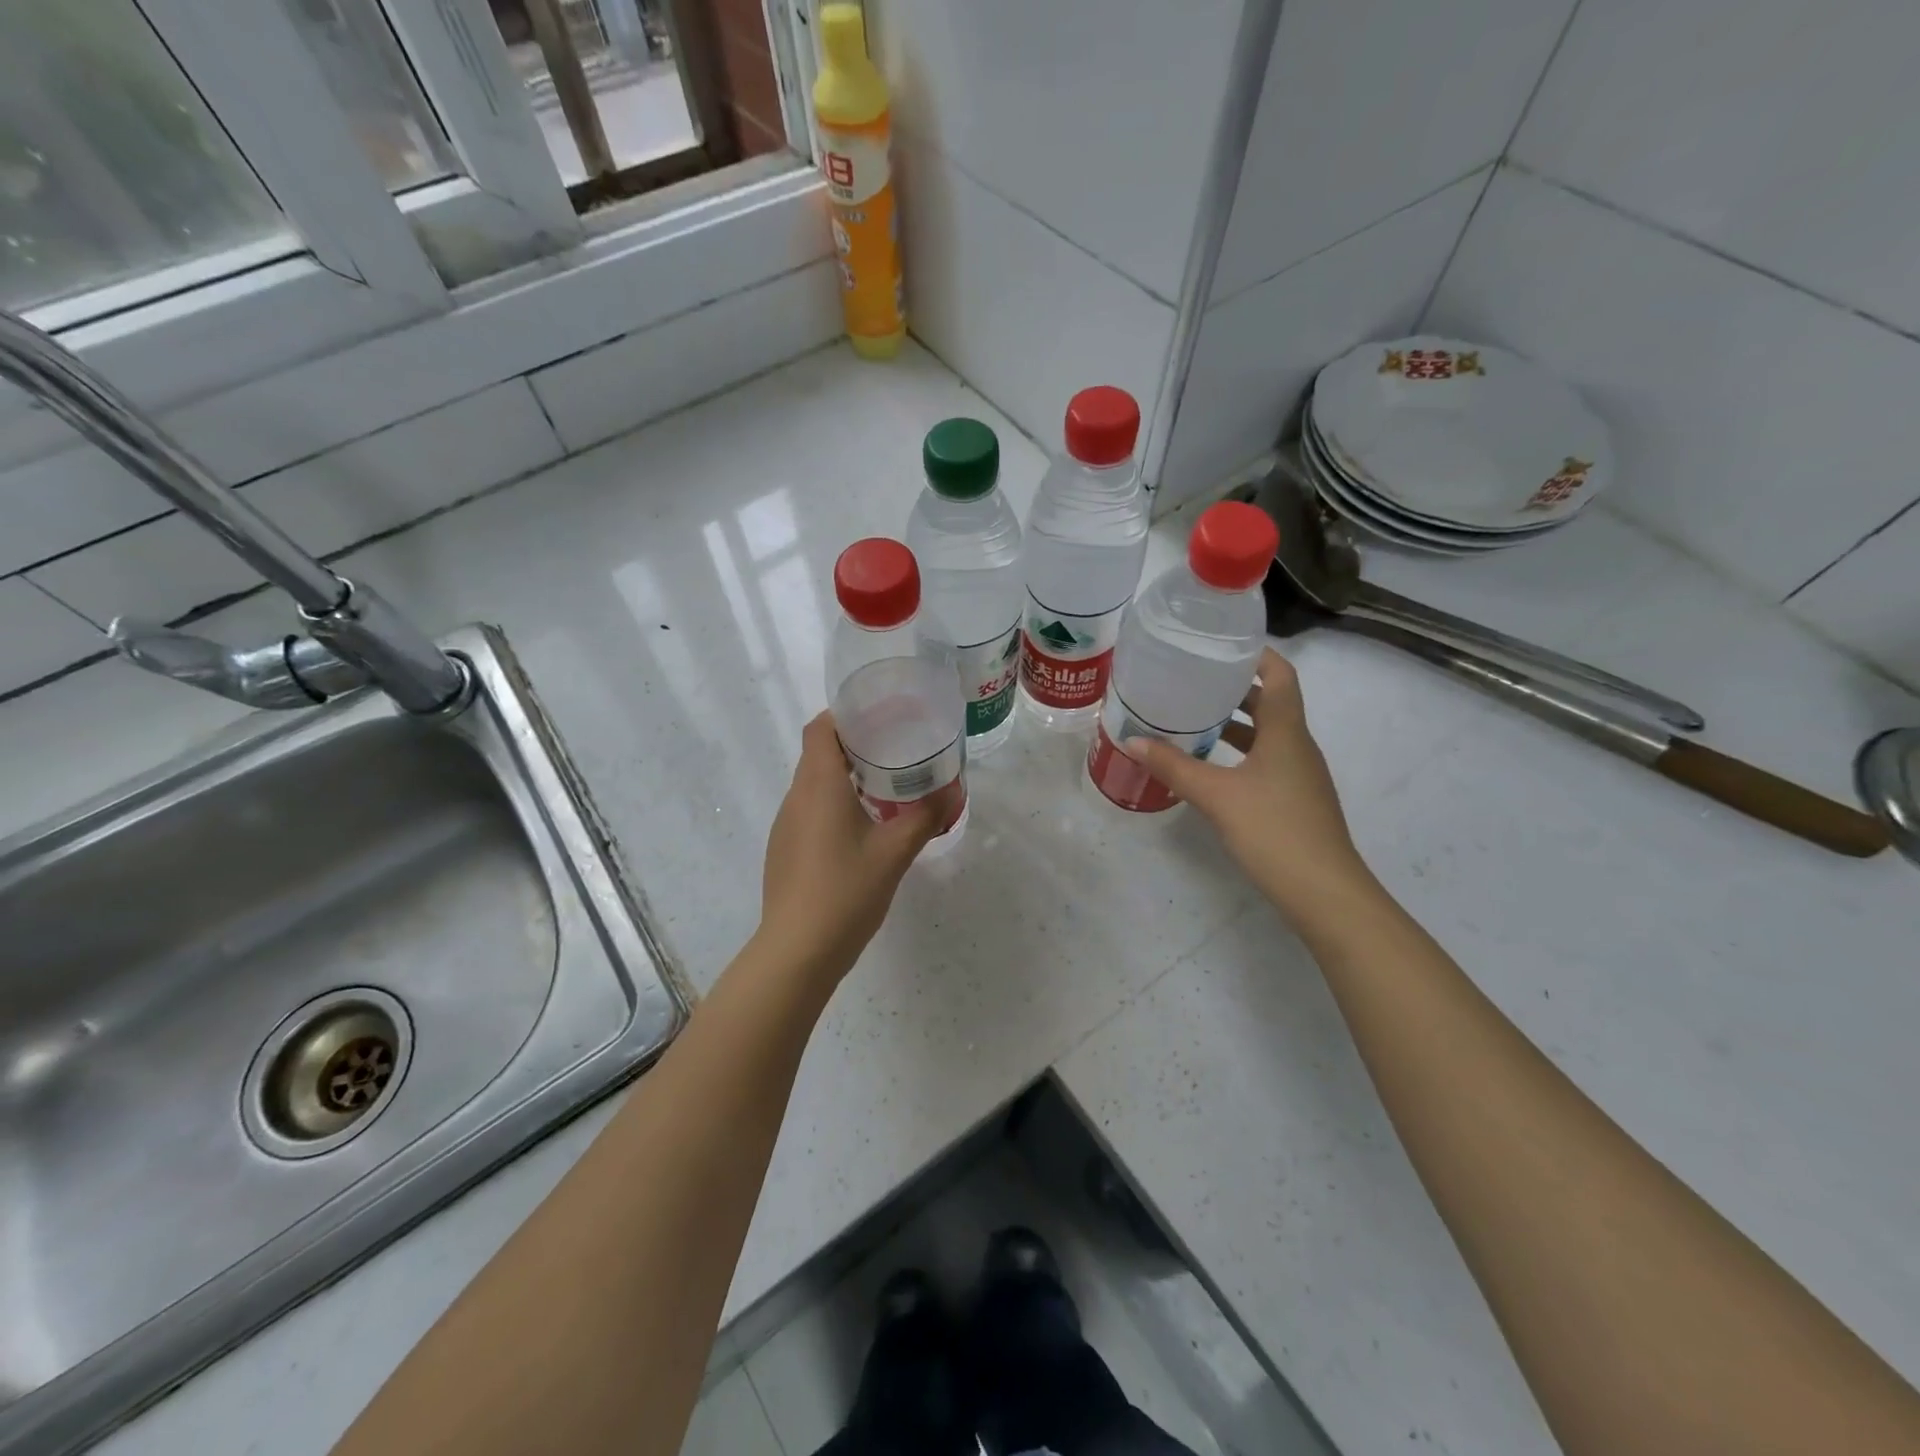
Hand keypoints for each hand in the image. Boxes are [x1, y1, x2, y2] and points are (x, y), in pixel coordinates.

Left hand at [757, 711, 953, 982]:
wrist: (798, 950)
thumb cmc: (846, 891)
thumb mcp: (895, 852)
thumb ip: (924, 817)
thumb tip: (951, 790)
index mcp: (818, 785)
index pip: (820, 728)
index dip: (846, 715)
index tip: (880, 717)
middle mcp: (795, 797)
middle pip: (818, 753)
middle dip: (854, 746)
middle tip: (895, 751)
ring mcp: (785, 826)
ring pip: (813, 785)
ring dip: (844, 778)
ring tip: (884, 788)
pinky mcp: (784, 850)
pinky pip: (809, 811)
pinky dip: (833, 806)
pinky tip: (861, 831)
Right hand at [1128, 648, 1372, 919]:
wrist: (1324, 892)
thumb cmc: (1274, 831)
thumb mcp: (1216, 796)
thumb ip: (1174, 766)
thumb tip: (1132, 740)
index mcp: (1286, 732)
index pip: (1280, 675)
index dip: (1256, 655)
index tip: (1220, 646)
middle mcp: (1298, 746)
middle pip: (1271, 703)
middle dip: (1233, 689)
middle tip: (1191, 681)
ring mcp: (1299, 775)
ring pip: (1267, 735)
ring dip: (1234, 724)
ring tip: (1192, 719)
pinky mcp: (1294, 800)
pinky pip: (1265, 761)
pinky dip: (1239, 754)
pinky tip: (1209, 767)